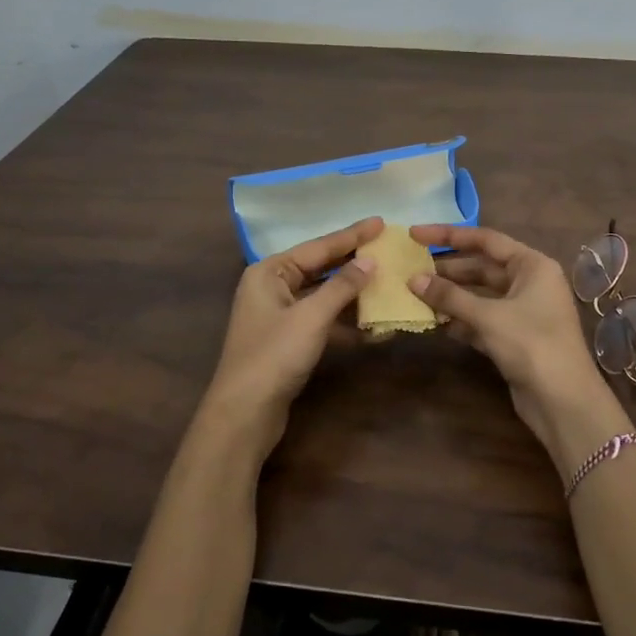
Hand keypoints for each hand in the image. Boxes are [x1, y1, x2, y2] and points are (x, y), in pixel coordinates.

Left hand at [196, 216, 382, 463]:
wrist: (245, 413)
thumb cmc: (274, 356)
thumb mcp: (311, 316)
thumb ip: (342, 286)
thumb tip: (370, 262)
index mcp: (269, 272)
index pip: (318, 247)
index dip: (352, 235)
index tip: (381, 222)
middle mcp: (272, 287)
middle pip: (321, 269)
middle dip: (354, 263)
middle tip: (388, 249)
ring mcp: (281, 315)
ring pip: (324, 296)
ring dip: (355, 295)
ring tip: (389, 284)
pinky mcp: (290, 341)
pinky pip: (324, 322)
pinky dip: (347, 323)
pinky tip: (375, 326)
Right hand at [409, 224, 631, 474]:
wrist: (563, 400)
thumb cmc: (531, 344)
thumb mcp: (488, 316)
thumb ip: (450, 296)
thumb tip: (413, 280)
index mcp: (532, 265)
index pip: (486, 240)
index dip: (448, 235)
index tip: (415, 234)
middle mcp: (530, 283)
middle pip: (482, 268)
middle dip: (448, 270)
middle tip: (411, 269)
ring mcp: (523, 312)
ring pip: (480, 296)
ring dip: (451, 297)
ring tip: (416, 295)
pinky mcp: (514, 338)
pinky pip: (482, 320)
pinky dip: (461, 320)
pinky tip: (435, 322)